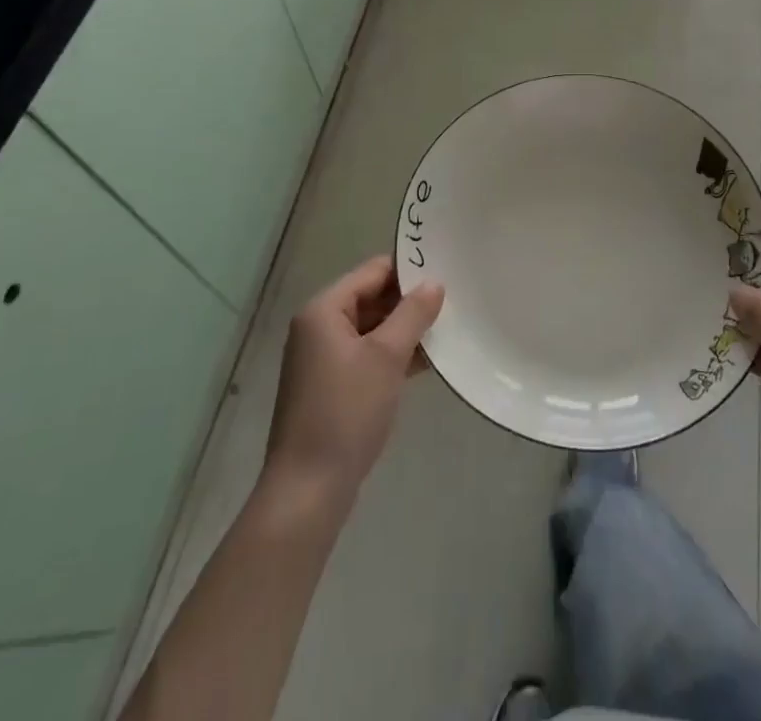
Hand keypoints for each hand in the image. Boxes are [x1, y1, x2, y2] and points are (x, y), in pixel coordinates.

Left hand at [263, 256, 443, 512]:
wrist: (308, 491)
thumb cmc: (346, 412)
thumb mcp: (386, 357)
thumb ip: (412, 314)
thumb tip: (434, 283)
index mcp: (324, 310)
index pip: (372, 272)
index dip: (408, 270)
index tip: (446, 272)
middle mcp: (318, 327)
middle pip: (371, 298)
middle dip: (408, 302)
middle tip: (452, 301)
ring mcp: (322, 359)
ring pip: (371, 329)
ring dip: (404, 330)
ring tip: (446, 329)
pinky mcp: (330, 387)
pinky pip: (366, 355)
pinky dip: (392, 355)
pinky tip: (425, 362)